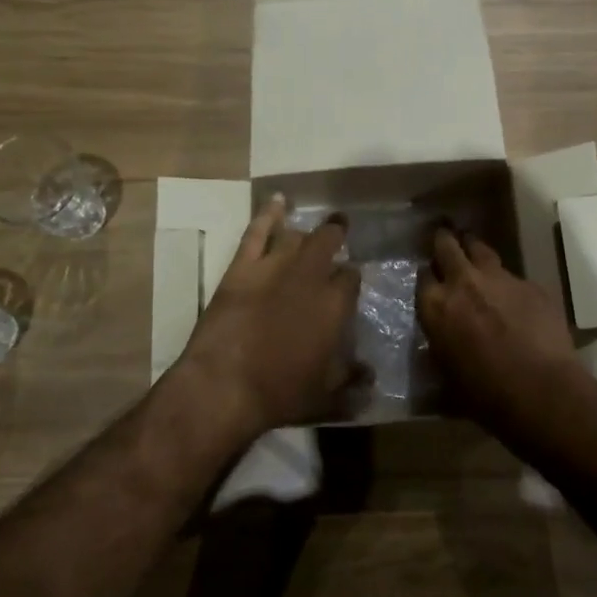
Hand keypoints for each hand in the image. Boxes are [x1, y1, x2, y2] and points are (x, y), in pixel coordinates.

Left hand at [179, 195, 362, 434]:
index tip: (348, 282)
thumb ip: (351, 380)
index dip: (350, 278)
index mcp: (335, 305)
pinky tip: (278, 201)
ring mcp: (274, 267)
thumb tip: (371, 376)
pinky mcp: (242, 267)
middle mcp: (310, 277)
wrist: (224, 386)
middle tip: (340, 232)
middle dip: (336, 235)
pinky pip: (257, 231)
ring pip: (296, 236)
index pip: (351, 278)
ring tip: (313, 229)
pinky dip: (268, 213)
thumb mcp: (325, 395)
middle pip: (328, 243)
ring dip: (306, 232)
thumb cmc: (280, 393)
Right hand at [419, 229, 578, 427]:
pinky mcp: (530, 284)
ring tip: (474, 253)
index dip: (427, 276)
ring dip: (474, 250)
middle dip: (444, 241)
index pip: (422, 276)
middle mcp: (463, 282)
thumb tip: (439, 345)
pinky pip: (514, 276)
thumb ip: (440, 348)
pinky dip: (508, 283)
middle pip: (447, 245)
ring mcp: (499, 278)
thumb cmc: (485, 395)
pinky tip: (515, 299)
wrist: (540, 391)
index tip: (430, 279)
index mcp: (435, 306)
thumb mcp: (446, 376)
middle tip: (444, 239)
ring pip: (481, 249)